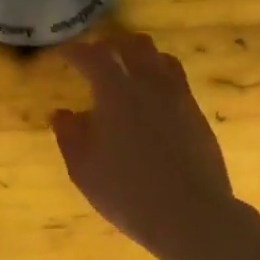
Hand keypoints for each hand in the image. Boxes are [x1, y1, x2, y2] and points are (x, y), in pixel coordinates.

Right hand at [51, 31, 259, 259]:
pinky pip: (176, 82)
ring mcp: (179, 98)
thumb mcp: (83, 169)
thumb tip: (62, 114)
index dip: (75, 52)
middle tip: (95, 56)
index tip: (63, 54)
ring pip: (160, 59)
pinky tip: (150, 101)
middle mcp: (150, 84)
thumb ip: (69, 135)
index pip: (93, 57)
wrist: (190, 214)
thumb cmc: (126, 192)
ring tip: (126, 72)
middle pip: (133, 45)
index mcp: (116, 91)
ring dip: (139, 57)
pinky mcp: (197, 115)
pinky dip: (158, 79)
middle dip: (110, 45)